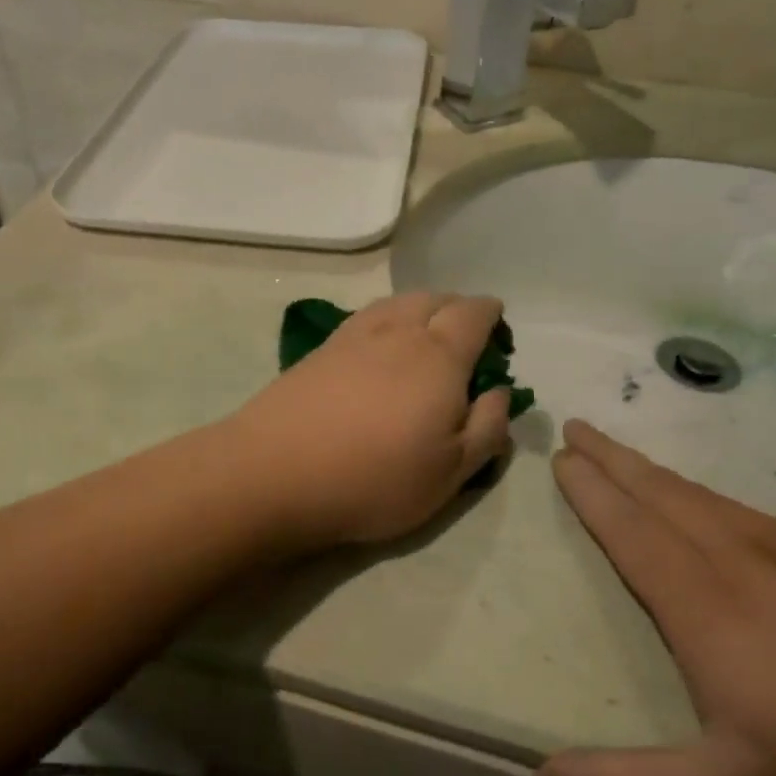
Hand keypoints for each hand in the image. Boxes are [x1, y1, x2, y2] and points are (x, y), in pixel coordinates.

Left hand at [230, 293, 517, 551]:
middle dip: (457, 309)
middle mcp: (399, 331)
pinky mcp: (321, 347)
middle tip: (465, 340)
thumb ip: (487, 427)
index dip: (491, 315)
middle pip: (436, 298)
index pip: (474, 313)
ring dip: (421, 309)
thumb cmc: (375, 478)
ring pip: (398, 302)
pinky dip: (387, 320)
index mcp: (439, 354)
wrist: (275, 472)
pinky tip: (380, 348)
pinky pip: (367, 316)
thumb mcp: (452, 472)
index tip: (499, 333)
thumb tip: (497, 391)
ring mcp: (355, 334)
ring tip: (424, 338)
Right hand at [536, 420, 775, 775]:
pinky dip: (700, 490)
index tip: (562, 456)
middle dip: (612, 458)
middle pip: (659, 493)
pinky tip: (706, 500)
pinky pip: (740, 507)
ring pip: (700, 495)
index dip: (592, 491)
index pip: (629, 529)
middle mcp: (736, 559)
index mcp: (701, 604)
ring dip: (652, 469)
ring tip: (623, 452)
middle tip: (577, 426)